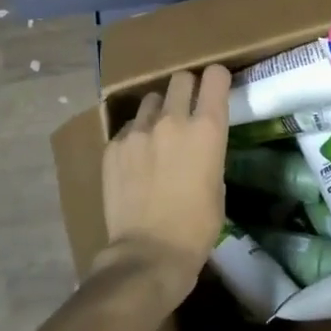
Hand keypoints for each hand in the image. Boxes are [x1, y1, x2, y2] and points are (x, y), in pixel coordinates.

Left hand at [96, 66, 230, 310]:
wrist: (148, 253)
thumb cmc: (196, 227)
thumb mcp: (218, 185)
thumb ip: (209, 152)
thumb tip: (199, 144)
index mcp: (207, 129)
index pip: (214, 77)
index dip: (217, 79)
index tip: (216, 88)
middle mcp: (172, 120)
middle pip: (180, 79)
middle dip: (187, 89)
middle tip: (187, 108)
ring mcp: (138, 131)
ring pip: (150, 100)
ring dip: (158, 111)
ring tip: (157, 135)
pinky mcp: (113, 146)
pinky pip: (128, 128)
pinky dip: (135, 136)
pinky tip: (136, 160)